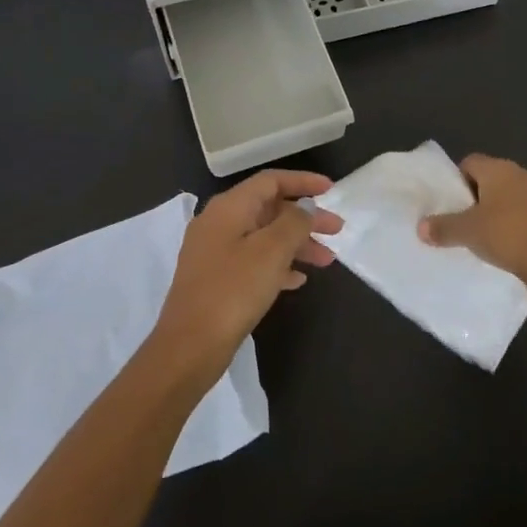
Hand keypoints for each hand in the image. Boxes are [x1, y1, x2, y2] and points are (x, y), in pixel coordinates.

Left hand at [154, 169, 342, 375]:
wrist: (190, 345)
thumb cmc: (233, 290)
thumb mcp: (271, 251)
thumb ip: (294, 222)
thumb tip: (304, 207)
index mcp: (228, 208)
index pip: (270, 181)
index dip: (303, 182)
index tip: (331, 190)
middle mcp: (218, 223)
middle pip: (269, 209)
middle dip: (305, 218)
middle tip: (337, 231)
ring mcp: (214, 253)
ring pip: (264, 237)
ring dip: (296, 244)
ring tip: (326, 261)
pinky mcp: (216, 280)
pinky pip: (254, 261)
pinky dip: (278, 265)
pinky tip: (298, 280)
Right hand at [417, 153, 526, 289]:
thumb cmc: (507, 236)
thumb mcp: (467, 232)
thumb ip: (443, 227)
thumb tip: (421, 227)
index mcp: (500, 169)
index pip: (471, 162)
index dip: (457, 180)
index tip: (451, 203)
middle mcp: (523, 173)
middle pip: (492, 178)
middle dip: (478, 196)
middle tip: (465, 220)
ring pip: (512, 195)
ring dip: (500, 209)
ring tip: (487, 234)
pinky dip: (518, 222)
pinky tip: (510, 243)